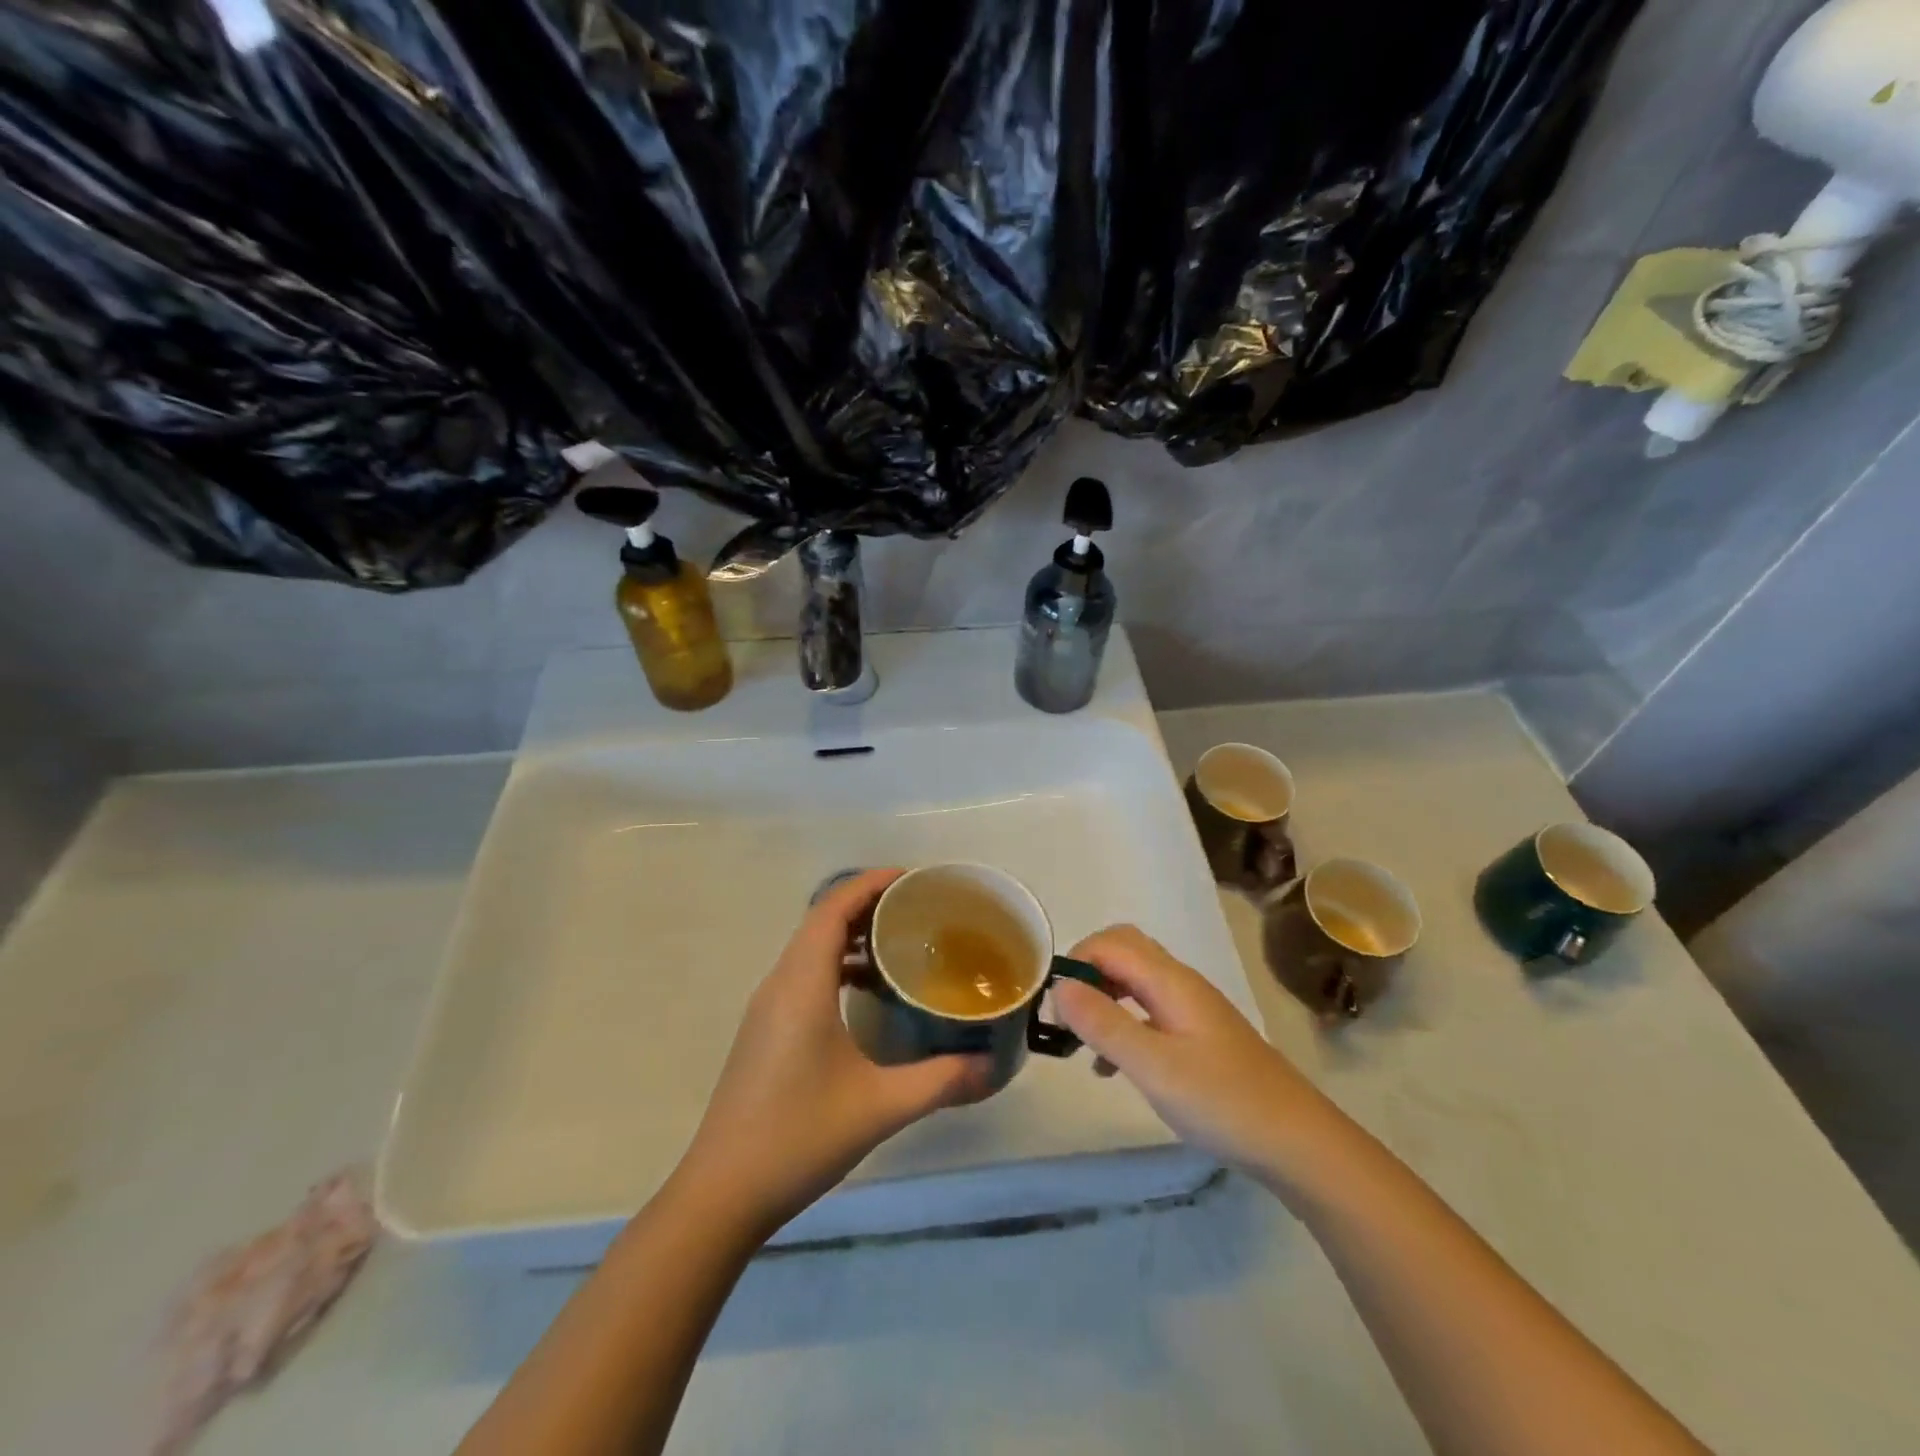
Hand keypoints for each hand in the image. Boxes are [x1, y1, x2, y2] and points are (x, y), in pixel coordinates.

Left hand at [672, 869, 994, 1237]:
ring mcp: (767, 1008)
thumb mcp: (879, 1106)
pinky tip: (869, 994)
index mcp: (802, 984)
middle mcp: (780, 984)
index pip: (833, 908)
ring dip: (852, 936)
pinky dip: (838, 966)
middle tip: (919, 909)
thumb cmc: (799, 1137)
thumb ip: (940, 1081)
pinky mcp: (765, 1030)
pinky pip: (805, 974)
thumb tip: (988, 1066)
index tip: (913, 879)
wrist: (722, 1193)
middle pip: (822, 920)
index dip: (871, 883)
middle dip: (868, 904)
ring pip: (811, 948)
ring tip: (901, 944)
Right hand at [1053, 925, 1331, 1177]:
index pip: (1109, 943)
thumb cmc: (1223, 1102)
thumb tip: (1058, 986)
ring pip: (1136, 982)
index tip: (1053, 1005)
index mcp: (1170, 981)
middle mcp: (1181, 984)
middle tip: (1066, 1015)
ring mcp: (1193, 1010)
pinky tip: (1113, 1067)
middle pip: (1124, 952)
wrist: (1299, 1143)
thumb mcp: (1154, 1066)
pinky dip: (1124, 1024)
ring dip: (1103, 999)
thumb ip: (1104, 1024)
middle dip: (1087, 973)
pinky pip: (1150, 1012)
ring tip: (1080, 1042)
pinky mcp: (1200, 1037)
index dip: (1075, 962)